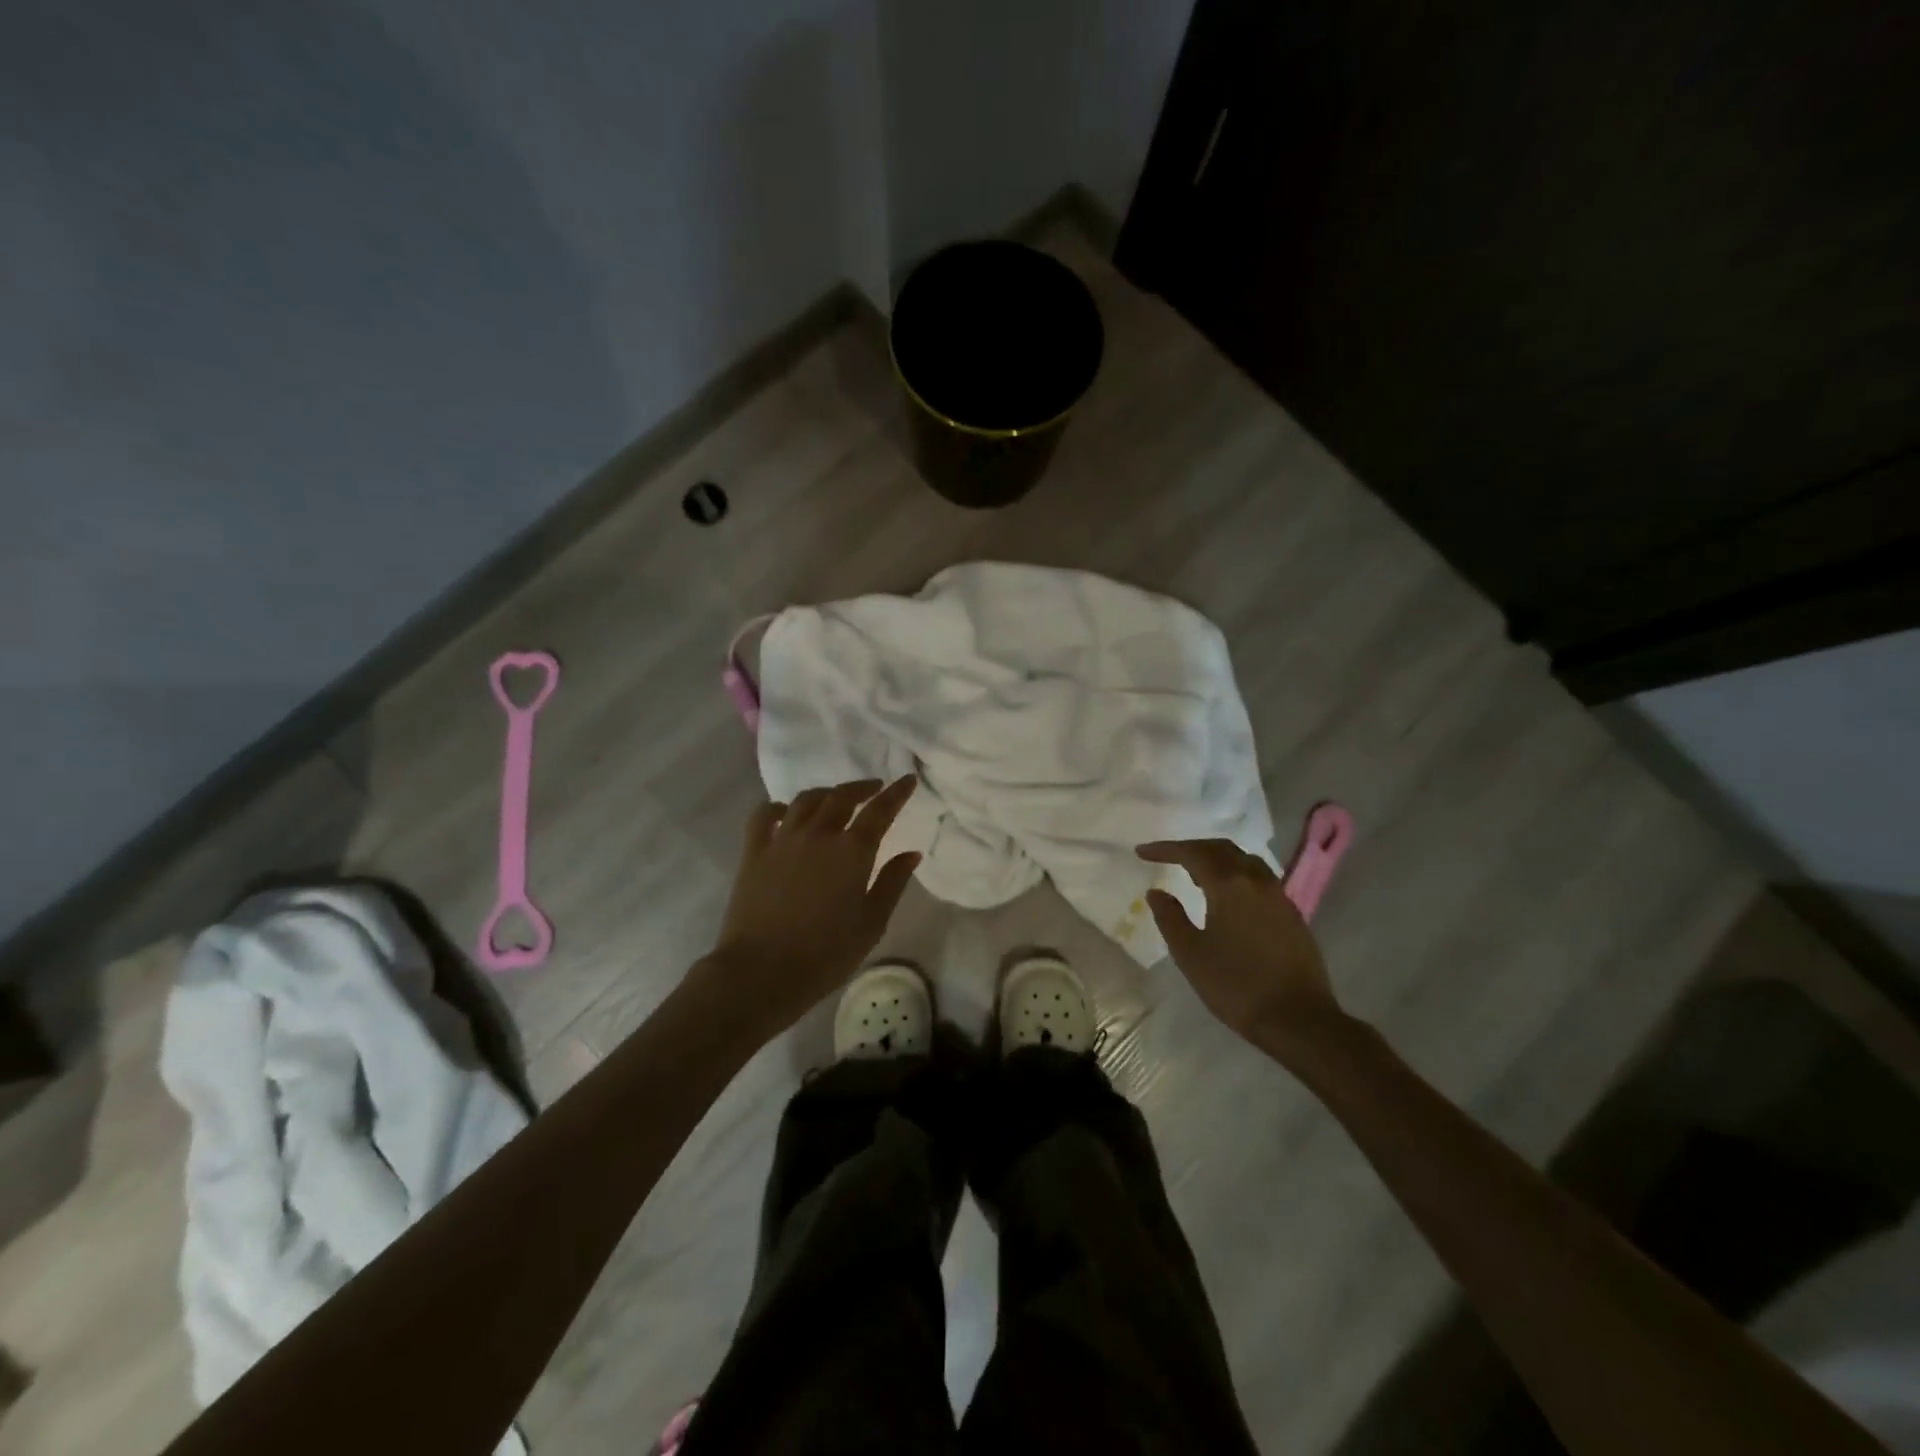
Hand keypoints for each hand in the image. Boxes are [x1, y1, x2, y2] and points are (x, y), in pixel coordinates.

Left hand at [700, 777, 920, 1040]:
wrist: (761, 972)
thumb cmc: (826, 954)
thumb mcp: (871, 923)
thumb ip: (893, 883)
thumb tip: (911, 853)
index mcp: (852, 850)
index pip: (880, 810)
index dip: (896, 792)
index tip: (908, 779)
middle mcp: (818, 834)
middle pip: (842, 797)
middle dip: (862, 788)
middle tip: (874, 789)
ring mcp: (782, 839)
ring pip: (806, 800)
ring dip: (826, 793)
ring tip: (835, 798)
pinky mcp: (754, 852)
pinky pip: (764, 815)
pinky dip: (779, 807)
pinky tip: (785, 812)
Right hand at [1136, 838, 1343, 1053]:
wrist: (1298, 1019)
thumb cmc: (1236, 985)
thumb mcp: (1190, 954)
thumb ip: (1169, 917)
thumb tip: (1156, 892)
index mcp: (1229, 885)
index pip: (1192, 853)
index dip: (1165, 849)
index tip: (1142, 852)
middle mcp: (1257, 880)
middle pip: (1222, 849)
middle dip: (1192, 848)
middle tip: (1168, 857)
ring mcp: (1279, 896)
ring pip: (1244, 861)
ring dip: (1217, 859)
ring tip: (1196, 875)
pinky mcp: (1292, 914)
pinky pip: (1259, 878)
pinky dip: (1236, 875)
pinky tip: (1228, 897)